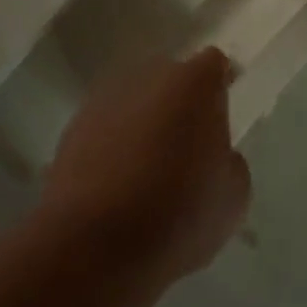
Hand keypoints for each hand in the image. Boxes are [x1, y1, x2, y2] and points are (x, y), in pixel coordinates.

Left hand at [40, 48, 250, 283]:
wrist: (94, 241)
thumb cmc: (178, 213)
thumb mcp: (232, 197)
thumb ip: (230, 163)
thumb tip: (216, 156)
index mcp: (195, 82)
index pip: (214, 65)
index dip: (221, 84)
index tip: (223, 111)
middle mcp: (149, 75)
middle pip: (172, 78)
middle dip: (181, 103)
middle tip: (189, 144)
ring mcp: (106, 97)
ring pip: (136, 101)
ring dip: (145, 122)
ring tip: (150, 168)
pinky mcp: (74, 125)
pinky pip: (107, 126)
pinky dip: (114, 144)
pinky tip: (119, 183)